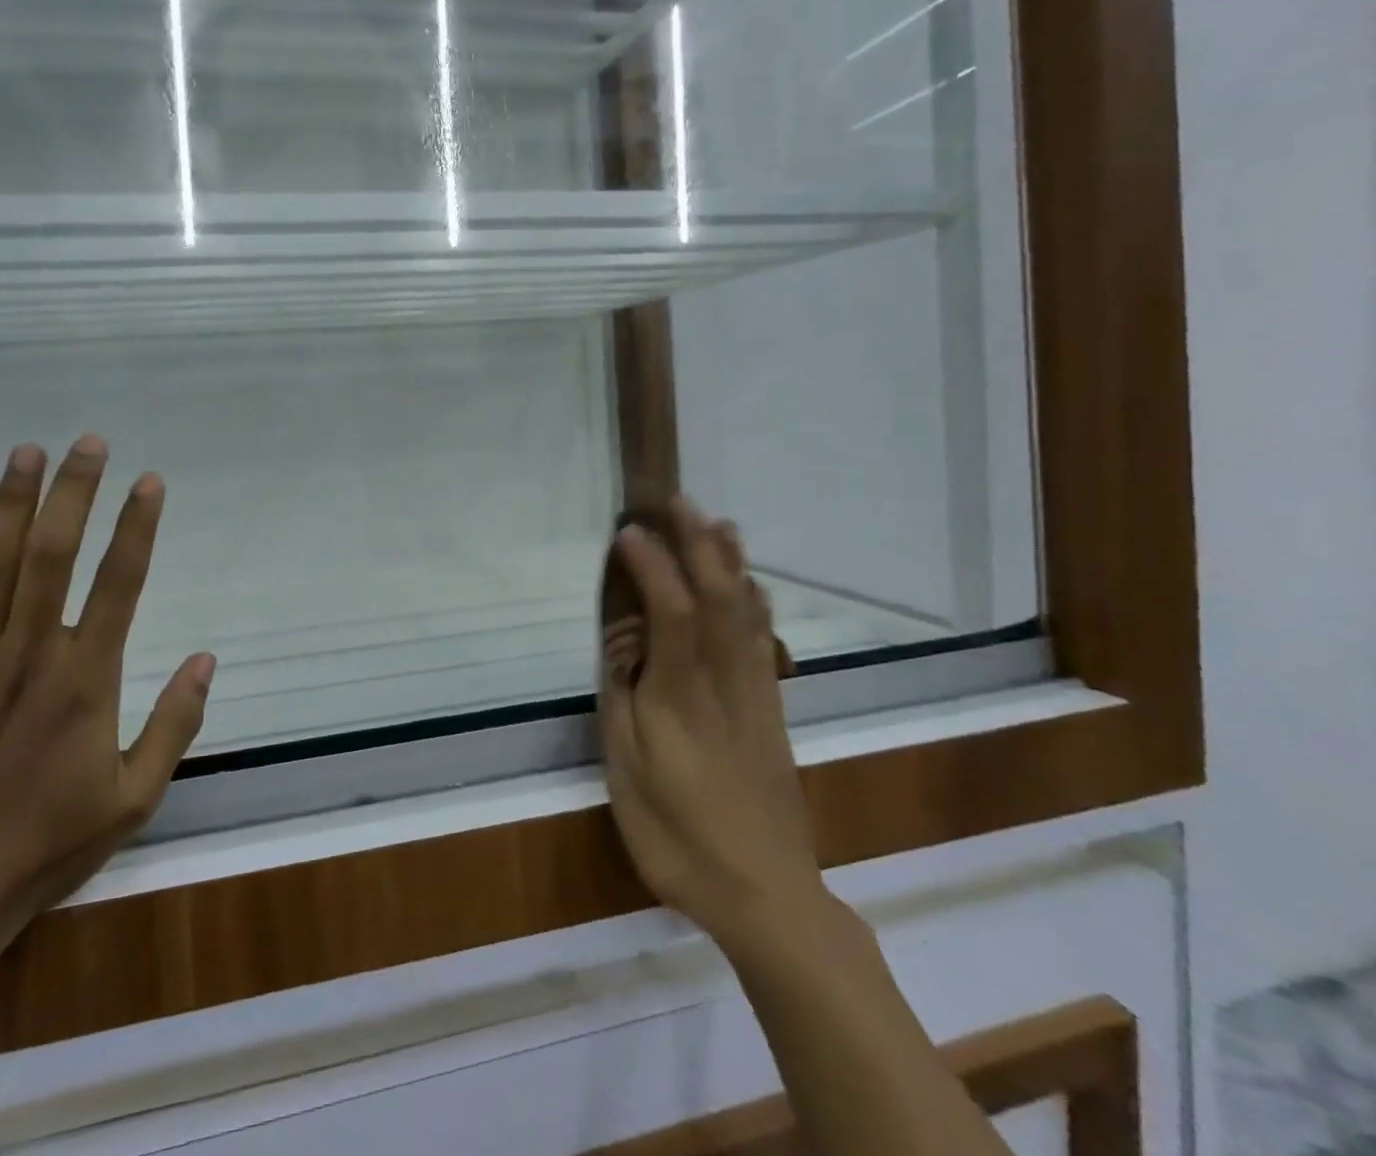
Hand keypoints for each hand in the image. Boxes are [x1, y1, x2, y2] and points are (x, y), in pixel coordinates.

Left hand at [0, 434, 213, 943]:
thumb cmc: (47, 844)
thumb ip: (175, 722)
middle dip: (75, 493)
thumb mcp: (135, 796)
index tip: (149, 482)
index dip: (137, 527)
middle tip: (89, 443)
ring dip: (10, 503)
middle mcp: (28, 656)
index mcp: (85, 680)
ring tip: (27, 451)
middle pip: (54, 556)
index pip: (119, 584)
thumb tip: (206, 657)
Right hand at [598, 499, 823, 943]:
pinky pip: (762, 638)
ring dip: (730, 561)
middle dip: (698, 544)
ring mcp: (754, 692)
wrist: (767, 893)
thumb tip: (624, 647)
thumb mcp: (629, 772)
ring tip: (719, 522)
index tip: (627, 532)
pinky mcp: (771, 709)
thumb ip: (623, 700)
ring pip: (746, 611)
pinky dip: (754, 600)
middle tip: (679, 501)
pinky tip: (748, 584)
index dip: (651, 565)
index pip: (670, 611)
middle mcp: (724, 680)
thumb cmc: (680, 835)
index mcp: (681, 694)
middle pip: (717, 597)